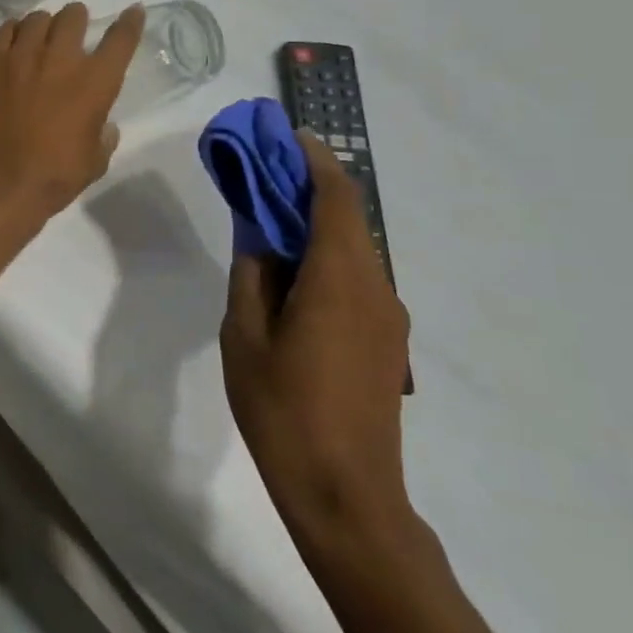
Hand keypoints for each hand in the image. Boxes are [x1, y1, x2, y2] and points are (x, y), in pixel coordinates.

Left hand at [0, 3, 144, 222]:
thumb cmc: (52, 178)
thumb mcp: (93, 163)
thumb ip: (103, 139)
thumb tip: (105, 127)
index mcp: (95, 83)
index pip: (120, 40)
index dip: (130, 22)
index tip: (133, 11)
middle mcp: (61, 59)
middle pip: (73, 16)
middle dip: (77, 19)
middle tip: (73, 30)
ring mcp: (22, 56)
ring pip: (37, 18)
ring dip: (44, 25)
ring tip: (40, 37)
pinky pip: (5, 30)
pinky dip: (14, 32)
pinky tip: (13, 43)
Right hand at [222, 131, 416, 559]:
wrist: (347, 496)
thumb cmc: (284, 411)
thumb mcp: (245, 336)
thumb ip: (252, 274)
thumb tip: (257, 232)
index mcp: (339, 280)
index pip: (335, 198)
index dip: (313, 160)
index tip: (285, 136)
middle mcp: (376, 288)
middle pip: (348, 218)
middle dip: (309, 188)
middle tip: (263, 176)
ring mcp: (388, 317)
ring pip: (353, 249)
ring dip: (316, 224)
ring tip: (270, 222)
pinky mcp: (387, 342)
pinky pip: (358, 279)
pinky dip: (327, 257)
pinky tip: (293, 276)